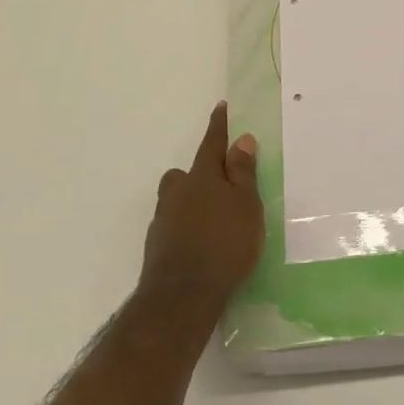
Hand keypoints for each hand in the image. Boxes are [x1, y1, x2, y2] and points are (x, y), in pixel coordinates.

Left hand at [139, 102, 263, 313]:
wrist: (181, 297)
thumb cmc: (224, 244)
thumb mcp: (246, 206)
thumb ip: (243, 173)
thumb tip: (241, 139)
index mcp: (202, 178)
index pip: (212, 144)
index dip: (219, 126)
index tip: (221, 107)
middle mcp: (177, 193)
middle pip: (185, 175)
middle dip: (199, 174)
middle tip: (219, 186)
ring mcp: (163, 221)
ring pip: (176, 201)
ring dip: (191, 204)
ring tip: (213, 221)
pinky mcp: (157, 247)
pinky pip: (174, 226)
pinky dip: (186, 229)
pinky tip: (200, 245)